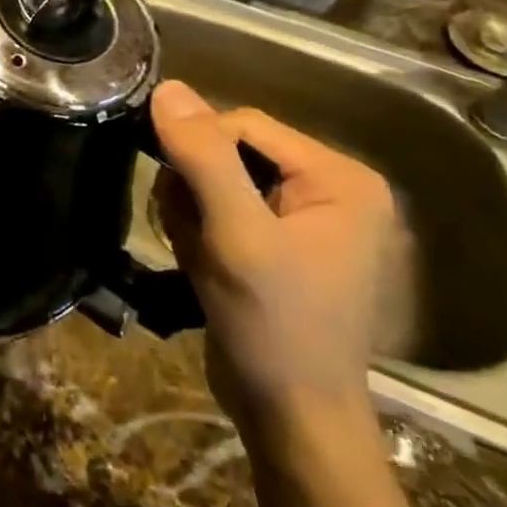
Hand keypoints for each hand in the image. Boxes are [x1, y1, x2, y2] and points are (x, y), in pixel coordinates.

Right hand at [148, 81, 404, 423]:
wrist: (291, 418)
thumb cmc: (273, 325)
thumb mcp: (235, 235)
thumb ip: (204, 157)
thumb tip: (167, 88)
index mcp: (340, 178)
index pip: (244, 124)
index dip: (197, 149)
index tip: (174, 193)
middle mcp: (330, 189)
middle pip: (232, 151)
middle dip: (196, 187)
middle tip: (189, 231)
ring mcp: (306, 219)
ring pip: (219, 180)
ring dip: (192, 212)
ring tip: (197, 253)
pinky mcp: (281, 245)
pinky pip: (224, 210)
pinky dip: (201, 231)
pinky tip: (202, 264)